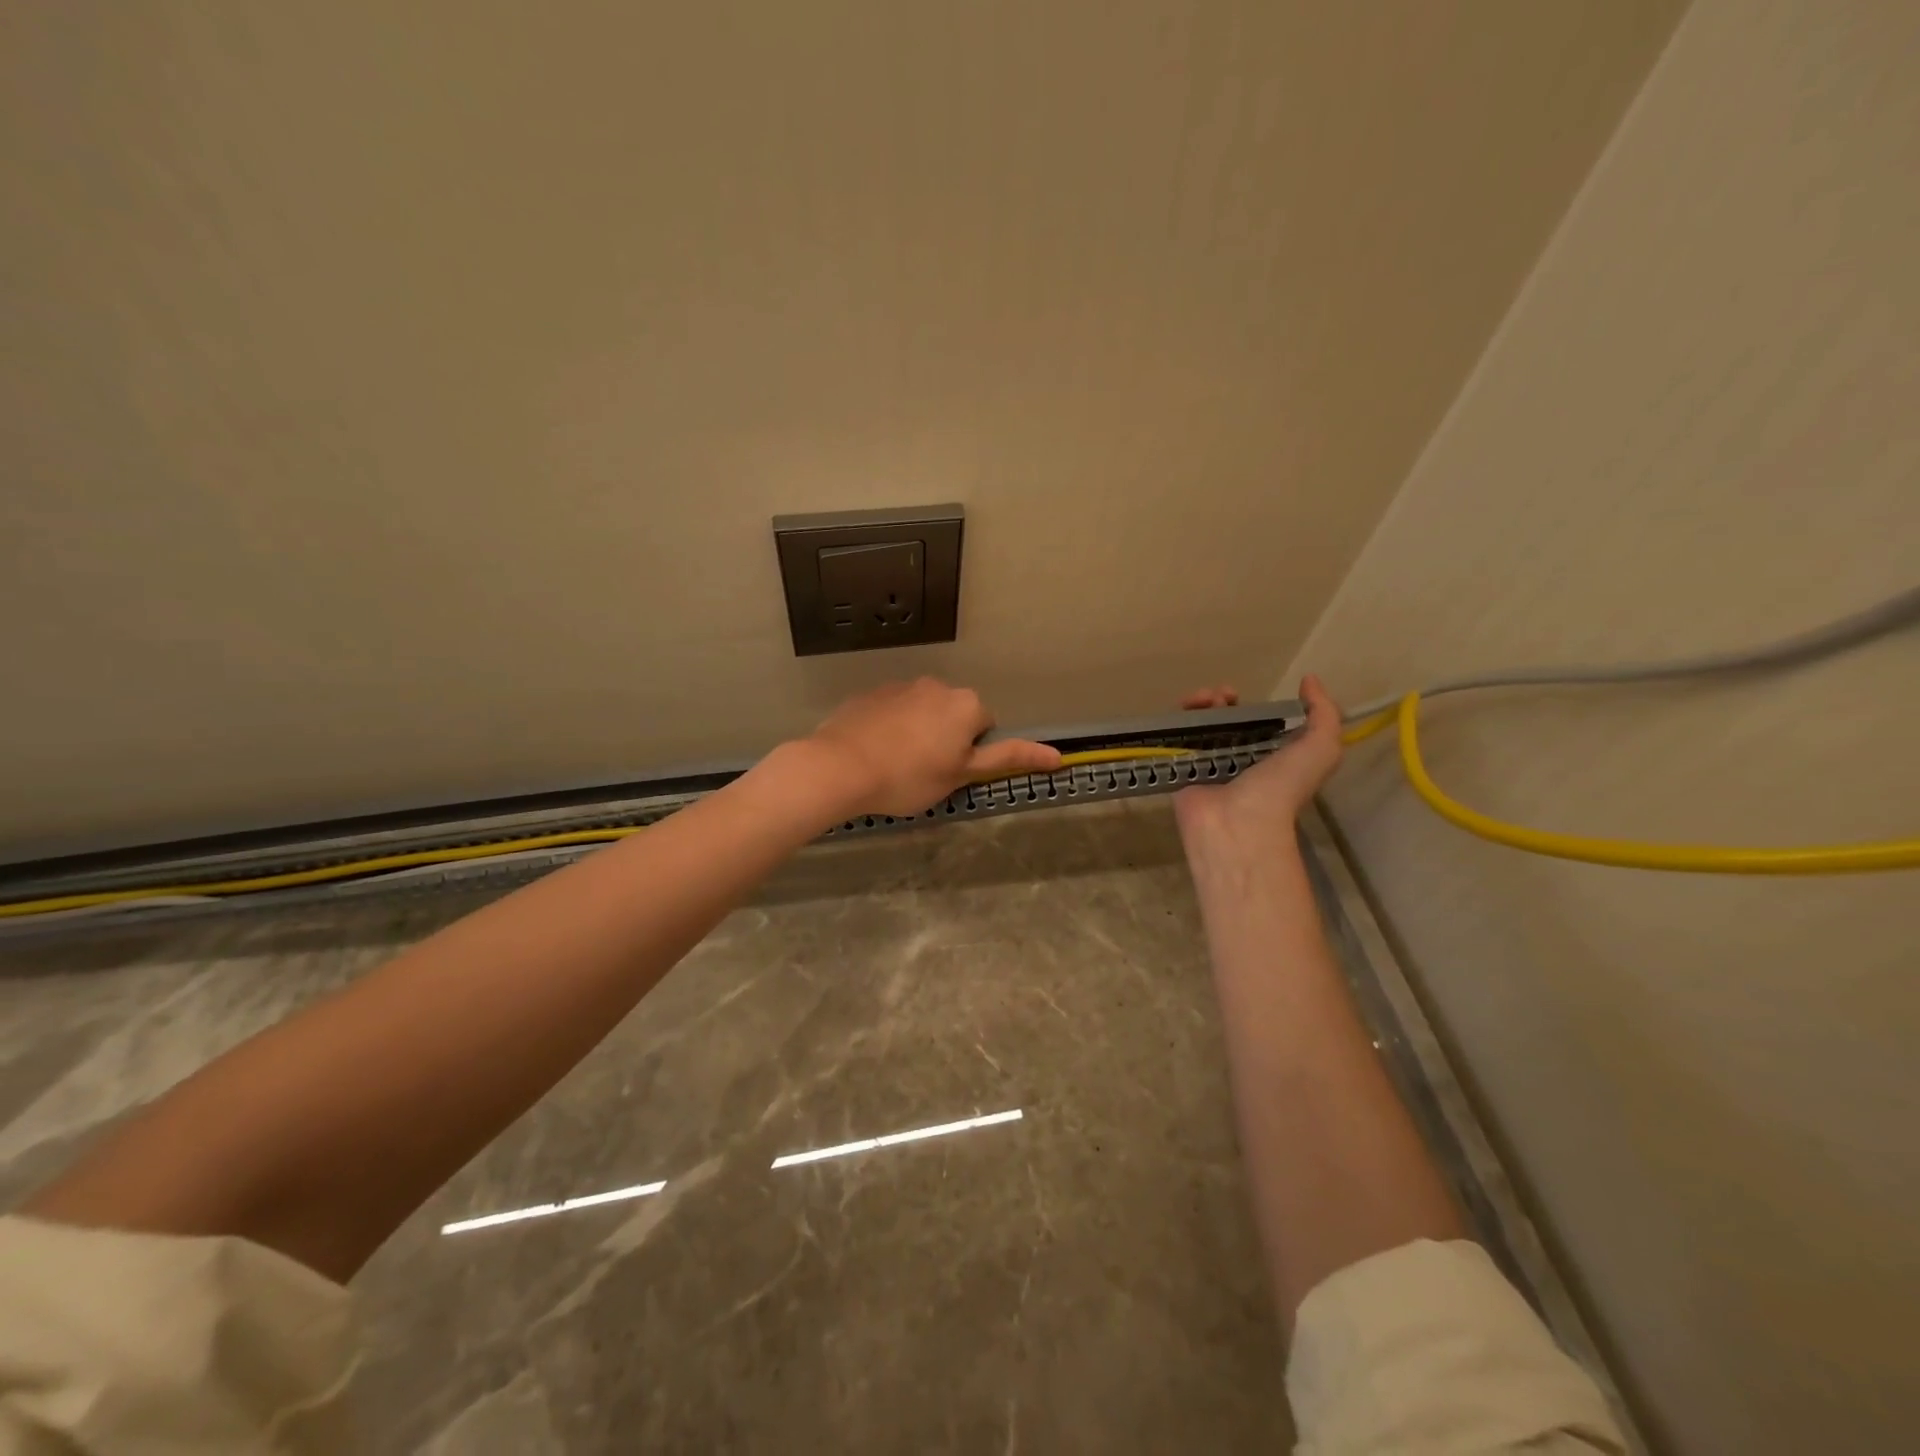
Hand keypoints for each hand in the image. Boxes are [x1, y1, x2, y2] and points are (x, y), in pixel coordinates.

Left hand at [797, 677, 1061, 817]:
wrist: (841, 767)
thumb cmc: (909, 777)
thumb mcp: (962, 774)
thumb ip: (1008, 759)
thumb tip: (1058, 756)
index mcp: (966, 704)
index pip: (986, 727)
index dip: (970, 754)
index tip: (949, 772)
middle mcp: (938, 686)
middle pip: (954, 715)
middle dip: (946, 737)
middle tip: (925, 771)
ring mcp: (901, 686)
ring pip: (922, 711)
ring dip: (918, 730)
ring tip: (895, 763)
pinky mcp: (871, 693)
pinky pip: (892, 710)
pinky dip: (890, 726)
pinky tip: (874, 751)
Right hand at [1173, 676, 1343, 839]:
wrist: (1238, 824)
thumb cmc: (1280, 787)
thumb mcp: (1321, 749)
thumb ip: (1324, 714)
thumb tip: (1309, 680)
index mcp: (1272, 756)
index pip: (1258, 722)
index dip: (1253, 703)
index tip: (1246, 694)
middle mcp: (1240, 759)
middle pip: (1226, 720)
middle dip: (1223, 700)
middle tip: (1221, 696)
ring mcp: (1208, 764)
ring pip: (1201, 725)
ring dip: (1201, 704)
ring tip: (1200, 700)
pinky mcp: (1182, 769)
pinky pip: (1176, 739)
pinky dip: (1177, 720)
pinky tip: (1183, 710)